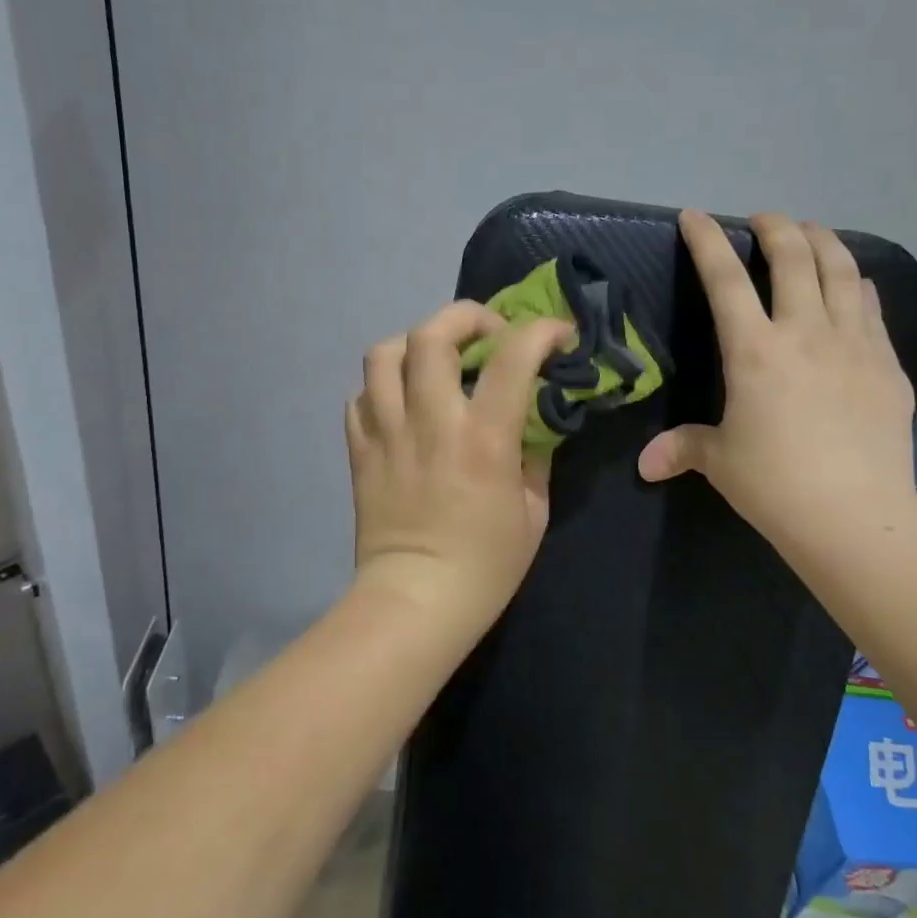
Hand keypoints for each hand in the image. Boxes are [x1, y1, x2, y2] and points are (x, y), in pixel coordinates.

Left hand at [347, 302, 574, 629]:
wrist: (415, 601)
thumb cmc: (486, 565)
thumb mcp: (534, 512)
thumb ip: (535, 457)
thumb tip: (531, 423)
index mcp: (483, 437)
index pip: (513, 356)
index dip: (541, 331)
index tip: (556, 334)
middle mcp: (431, 420)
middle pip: (433, 334)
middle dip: (465, 316)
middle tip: (486, 332)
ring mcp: (388, 432)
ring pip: (384, 353)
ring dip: (415, 342)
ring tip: (435, 359)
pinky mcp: (360, 450)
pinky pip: (360, 396)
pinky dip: (382, 386)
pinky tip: (401, 401)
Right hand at [638, 210, 916, 549]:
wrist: (855, 516)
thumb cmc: (775, 484)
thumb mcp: (720, 462)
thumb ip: (682, 448)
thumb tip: (645, 465)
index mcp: (754, 350)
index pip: (724, 279)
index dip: (706, 240)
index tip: (695, 216)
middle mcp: (805, 332)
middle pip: (793, 257)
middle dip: (775, 226)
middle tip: (763, 219)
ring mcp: (853, 344)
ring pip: (841, 270)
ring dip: (823, 241)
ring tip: (811, 233)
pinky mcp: (887, 364)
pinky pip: (871, 307)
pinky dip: (857, 284)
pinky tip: (854, 285)